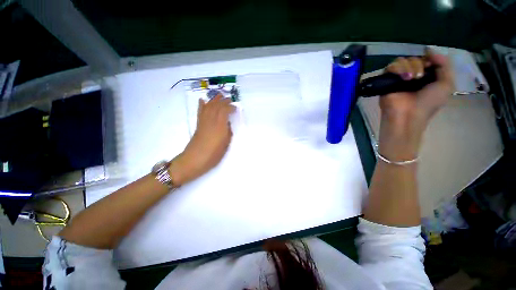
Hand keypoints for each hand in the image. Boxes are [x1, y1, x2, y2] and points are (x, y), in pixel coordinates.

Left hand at [169, 94, 235, 184]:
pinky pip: (200, 112)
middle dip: (223, 101)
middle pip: (216, 106)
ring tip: (219, 95)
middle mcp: (211, 121)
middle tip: (229, 99)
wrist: (194, 160)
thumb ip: (228, 133)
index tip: (235, 108)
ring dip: (214, 100)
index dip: (230, 107)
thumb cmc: (213, 155)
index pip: (224, 111)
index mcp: (219, 127)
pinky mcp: (198, 125)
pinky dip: (201, 105)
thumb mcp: (225, 145)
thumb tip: (227, 125)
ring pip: (208, 107)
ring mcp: (203, 122)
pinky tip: (202, 100)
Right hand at [378, 49, 454, 159]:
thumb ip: (444, 65)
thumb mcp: (446, 84)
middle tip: (419, 78)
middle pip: (414, 58)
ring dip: (409, 67)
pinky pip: (390, 67)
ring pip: (402, 60)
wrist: (408, 116)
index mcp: (426, 76)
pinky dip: (397, 69)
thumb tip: (429, 50)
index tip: (430, 65)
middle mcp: (411, 75)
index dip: (429, 59)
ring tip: (410, 79)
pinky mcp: (386, 81)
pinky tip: (402, 78)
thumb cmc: (429, 103)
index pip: (426, 59)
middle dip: (419, 64)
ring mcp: (398, 78)